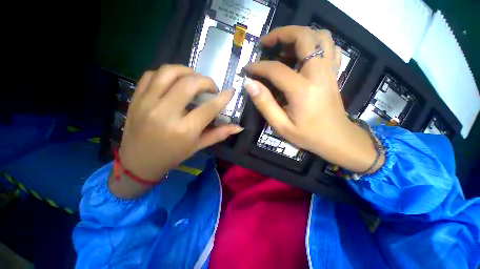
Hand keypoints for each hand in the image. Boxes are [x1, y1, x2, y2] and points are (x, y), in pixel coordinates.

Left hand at [110, 65, 242, 197]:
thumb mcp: (198, 146)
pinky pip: (152, 75)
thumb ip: (219, 134)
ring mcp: (148, 103)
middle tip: (211, 87)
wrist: (138, 162)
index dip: (223, 98)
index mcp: (184, 130)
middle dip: (206, 81)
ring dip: (187, 71)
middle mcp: (166, 113)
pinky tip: (175, 81)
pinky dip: (167, 73)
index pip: (209, 108)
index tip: (230, 91)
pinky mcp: (137, 98)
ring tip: (194, 79)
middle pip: (189, 84)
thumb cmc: (172, 156)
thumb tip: (239, 127)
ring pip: (169, 72)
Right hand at [245, 26, 383, 172]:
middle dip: (282, 34)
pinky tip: (303, 54)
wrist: (337, 139)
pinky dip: (315, 43)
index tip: (248, 69)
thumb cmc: (308, 136)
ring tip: (283, 46)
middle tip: (266, 44)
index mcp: (302, 90)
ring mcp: (329, 71)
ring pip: (320, 36)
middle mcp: (318, 74)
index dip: (258, 67)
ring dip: (300, 35)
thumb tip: (249, 84)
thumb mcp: (281, 125)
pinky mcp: (334, 73)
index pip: (276, 69)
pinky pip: (330, 47)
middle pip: (304, 37)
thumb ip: (264, 104)